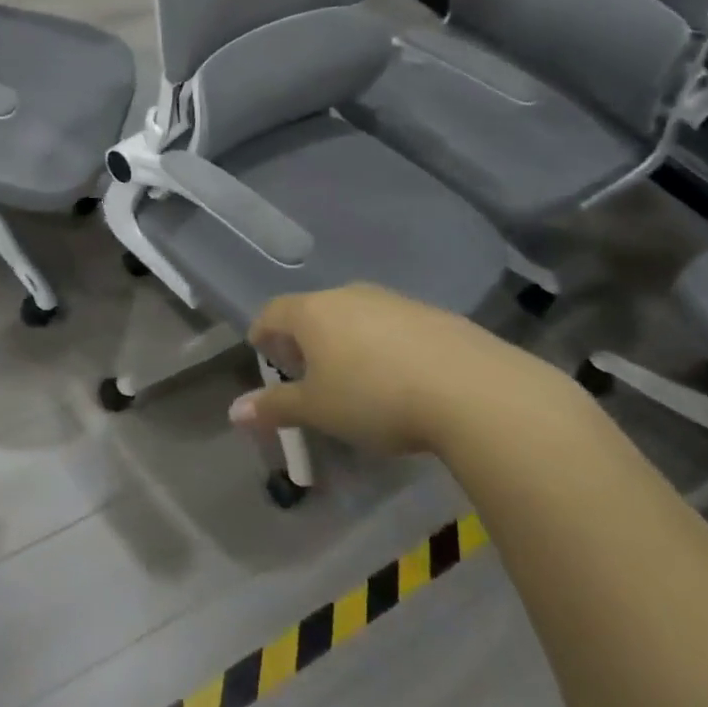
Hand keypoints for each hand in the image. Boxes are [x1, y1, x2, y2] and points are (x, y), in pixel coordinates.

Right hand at [231, 283, 580, 455]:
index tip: (262, 354)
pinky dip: (383, 344)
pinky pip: (393, 325)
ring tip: (354, 377)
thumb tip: (233, 411)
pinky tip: (400, 377)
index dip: (262, 333)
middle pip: (313, 310)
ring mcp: (394, 300)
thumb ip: (275, 406)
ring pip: (355, 315)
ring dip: (345, 340)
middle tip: (306, 372)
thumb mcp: (319, 410)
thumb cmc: (375, 398)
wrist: (474, 391)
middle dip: (303, 338)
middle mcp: (349, 295)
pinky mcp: (434, 314)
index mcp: (313, 312)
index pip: (272, 312)